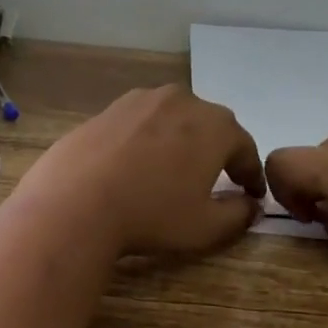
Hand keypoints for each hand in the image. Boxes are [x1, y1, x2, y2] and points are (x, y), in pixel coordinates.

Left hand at [18, 85, 264, 257]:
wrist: (75, 203)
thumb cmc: (151, 215)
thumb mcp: (206, 227)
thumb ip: (238, 214)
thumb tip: (250, 205)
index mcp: (215, 126)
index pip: (244, 148)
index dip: (251, 174)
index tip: (252, 194)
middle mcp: (182, 101)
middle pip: (210, 126)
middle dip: (218, 151)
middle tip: (218, 178)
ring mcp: (141, 100)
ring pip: (174, 118)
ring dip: (182, 139)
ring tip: (175, 168)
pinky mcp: (108, 108)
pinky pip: (141, 123)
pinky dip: (148, 139)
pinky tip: (138, 163)